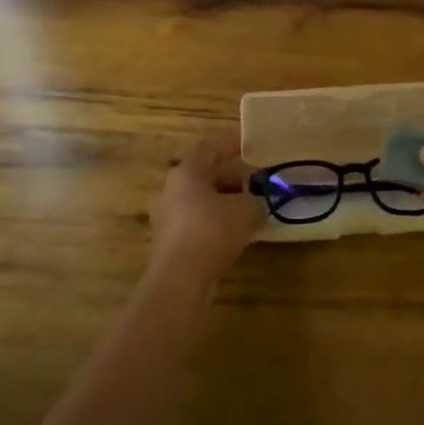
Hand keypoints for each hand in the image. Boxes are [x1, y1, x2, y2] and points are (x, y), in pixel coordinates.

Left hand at [148, 134, 262, 287]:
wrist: (180, 280)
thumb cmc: (212, 231)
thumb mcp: (246, 210)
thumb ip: (256, 201)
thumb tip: (256, 205)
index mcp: (186, 172)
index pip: (209, 148)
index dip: (231, 143)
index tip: (248, 144)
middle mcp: (171, 190)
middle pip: (204, 175)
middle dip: (231, 177)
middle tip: (255, 181)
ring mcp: (167, 217)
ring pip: (201, 200)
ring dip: (225, 201)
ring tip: (250, 208)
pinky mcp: (170, 242)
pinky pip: (198, 223)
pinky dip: (216, 222)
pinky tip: (236, 233)